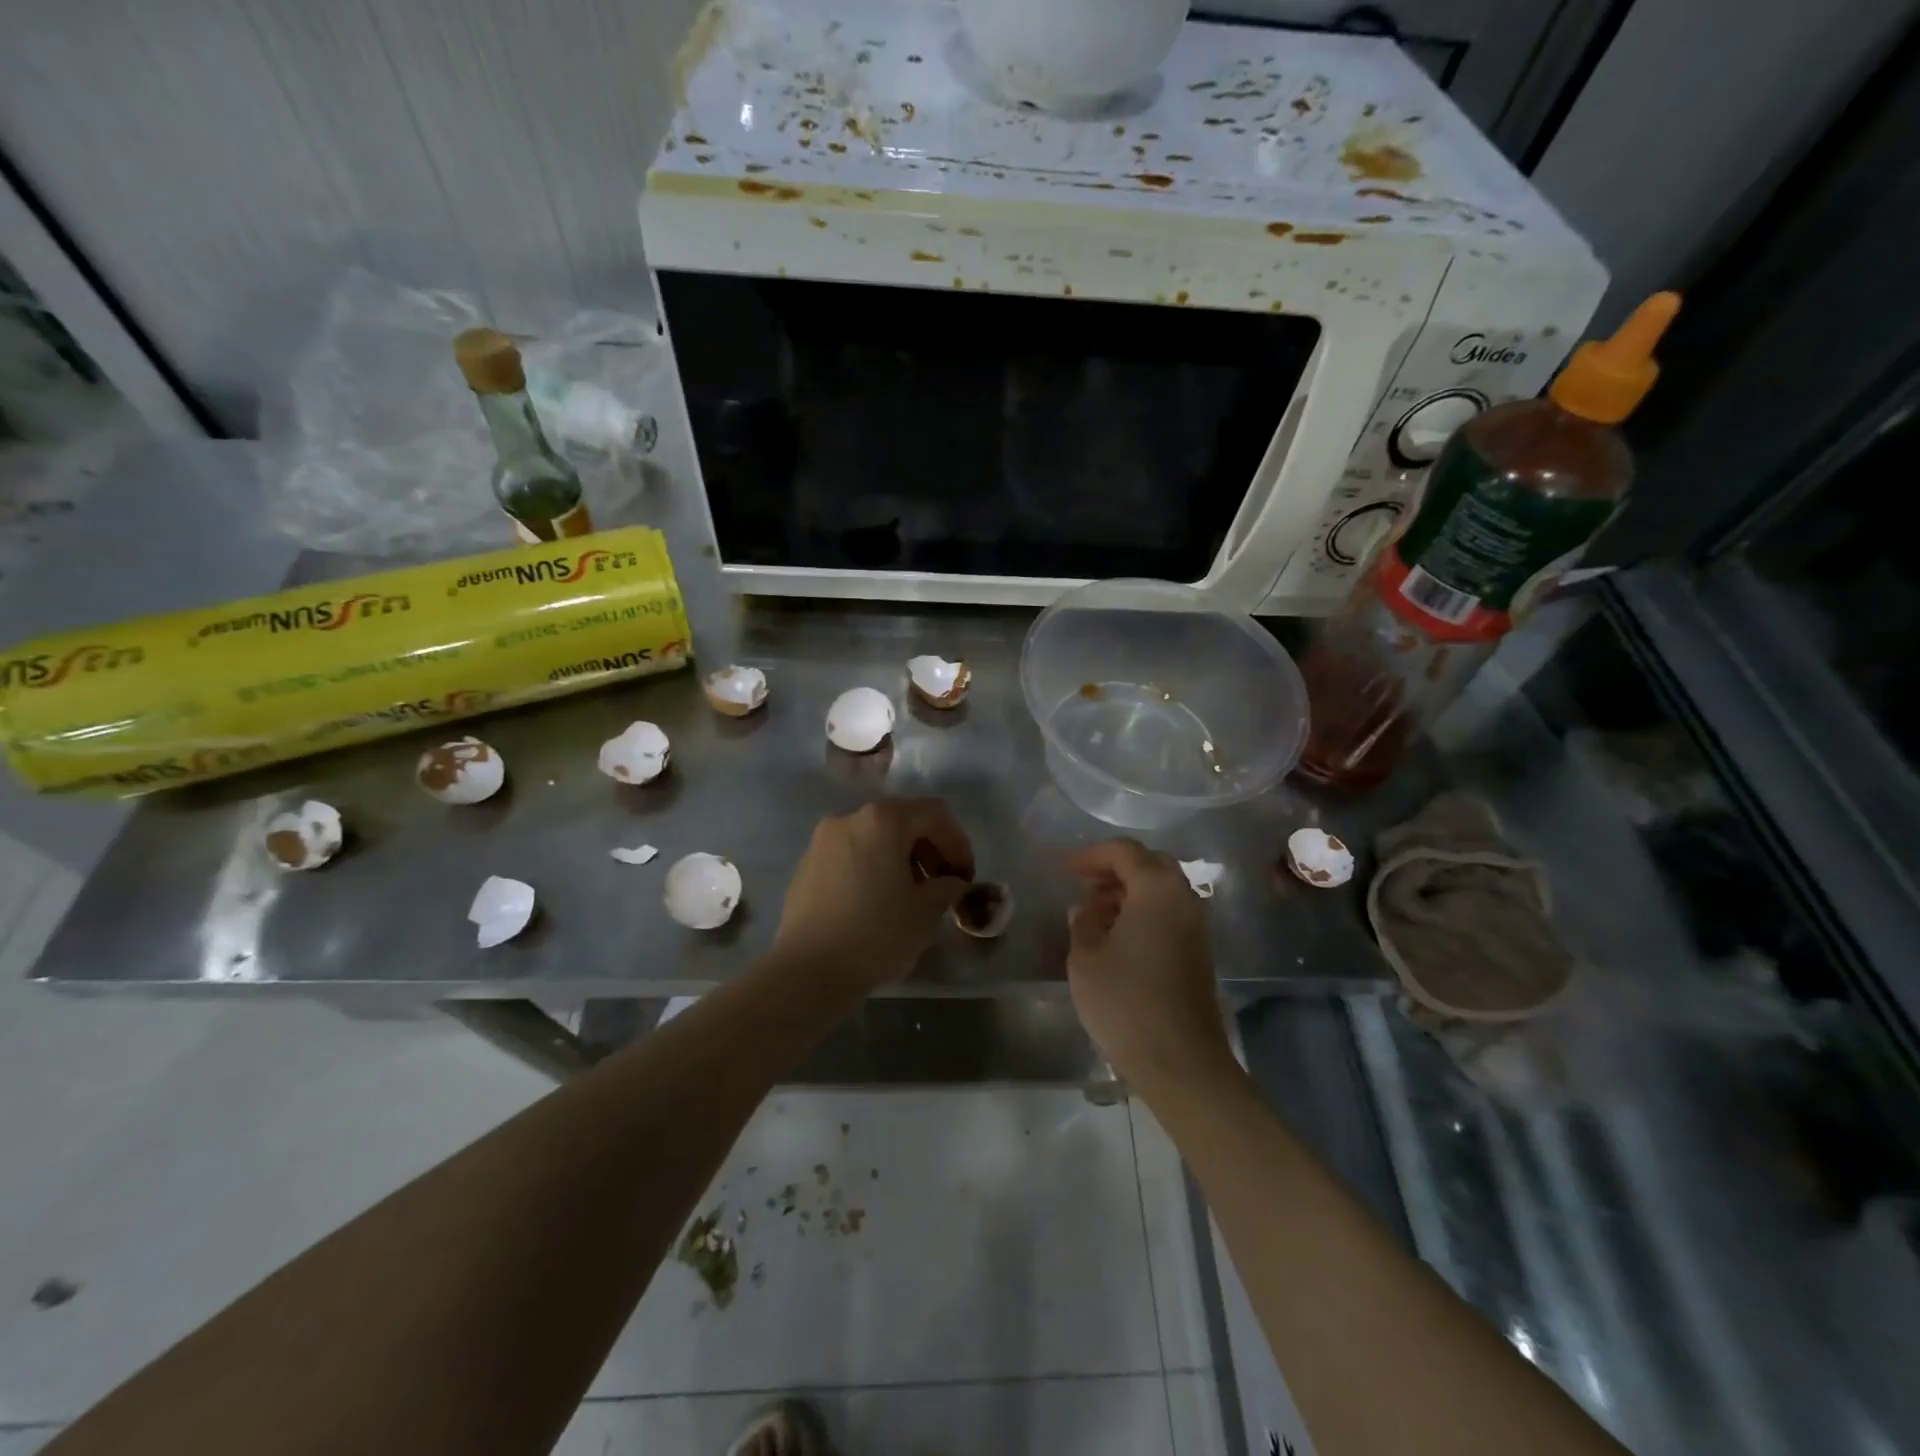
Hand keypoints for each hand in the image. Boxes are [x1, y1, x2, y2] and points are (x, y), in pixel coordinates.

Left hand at [771, 798, 974, 995]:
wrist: (808, 971)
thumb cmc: (876, 933)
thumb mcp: (926, 911)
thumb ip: (947, 887)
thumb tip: (951, 882)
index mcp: (883, 820)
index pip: (934, 814)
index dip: (957, 842)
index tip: (965, 876)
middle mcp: (849, 818)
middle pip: (902, 820)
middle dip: (929, 849)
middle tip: (943, 884)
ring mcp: (822, 840)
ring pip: (874, 837)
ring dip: (901, 858)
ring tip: (912, 895)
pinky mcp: (807, 865)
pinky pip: (851, 854)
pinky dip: (873, 867)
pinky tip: (878, 902)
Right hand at [1066, 839, 1232, 1092]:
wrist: (1181, 1062)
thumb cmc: (1126, 1002)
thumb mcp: (1086, 958)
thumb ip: (1083, 923)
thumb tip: (1085, 908)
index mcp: (1157, 890)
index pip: (1125, 851)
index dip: (1092, 855)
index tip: (1065, 870)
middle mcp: (1184, 899)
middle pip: (1150, 865)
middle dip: (1114, 870)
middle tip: (1084, 886)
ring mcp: (1196, 927)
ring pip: (1162, 891)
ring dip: (1129, 893)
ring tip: (1095, 915)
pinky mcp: (1199, 952)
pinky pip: (1169, 914)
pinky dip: (1143, 913)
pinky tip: (1118, 939)